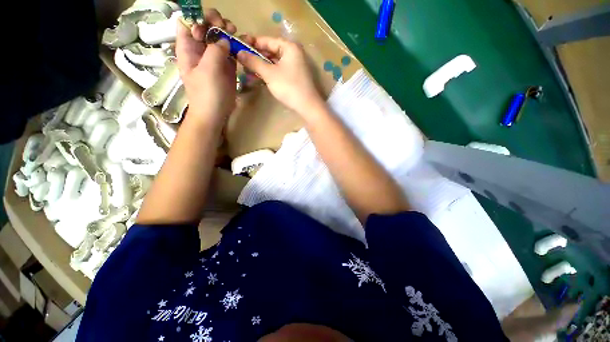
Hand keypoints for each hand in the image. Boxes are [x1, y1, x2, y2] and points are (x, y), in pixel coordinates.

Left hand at [176, 9, 237, 124]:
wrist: (215, 113)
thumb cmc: (206, 94)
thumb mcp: (208, 70)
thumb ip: (215, 50)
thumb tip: (225, 39)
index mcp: (188, 48)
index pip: (187, 22)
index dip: (197, 18)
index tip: (211, 25)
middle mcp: (200, 49)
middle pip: (205, 26)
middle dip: (215, 22)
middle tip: (227, 28)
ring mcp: (214, 58)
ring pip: (219, 37)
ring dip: (228, 32)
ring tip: (236, 33)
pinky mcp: (226, 66)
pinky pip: (230, 51)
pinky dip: (236, 45)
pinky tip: (243, 43)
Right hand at [236, 37, 324, 117]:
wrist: (307, 106)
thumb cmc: (289, 87)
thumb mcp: (269, 74)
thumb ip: (254, 62)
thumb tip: (239, 52)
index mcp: (289, 47)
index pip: (266, 40)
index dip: (251, 43)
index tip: (238, 47)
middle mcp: (293, 53)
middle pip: (270, 51)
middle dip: (256, 57)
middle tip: (241, 62)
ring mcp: (295, 66)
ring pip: (274, 62)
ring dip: (261, 67)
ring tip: (247, 72)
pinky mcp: (294, 77)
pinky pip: (279, 71)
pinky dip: (269, 74)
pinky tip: (259, 78)